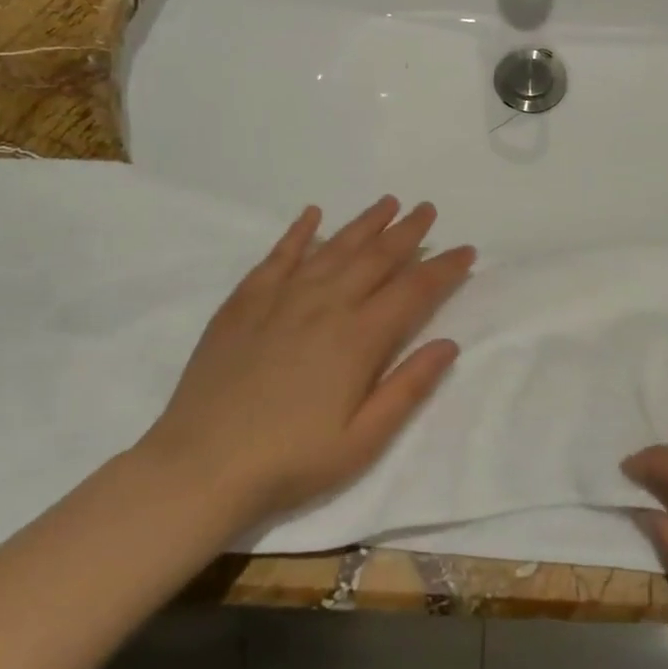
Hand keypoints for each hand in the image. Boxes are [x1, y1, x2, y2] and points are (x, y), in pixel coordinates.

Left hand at [137, 197, 474, 525]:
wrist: (202, 465)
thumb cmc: (291, 461)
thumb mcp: (364, 440)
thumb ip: (409, 387)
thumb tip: (449, 344)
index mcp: (359, 337)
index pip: (414, 290)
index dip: (444, 268)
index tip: (465, 251)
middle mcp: (326, 304)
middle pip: (376, 257)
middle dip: (407, 231)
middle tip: (428, 209)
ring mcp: (282, 298)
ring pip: (334, 247)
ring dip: (364, 223)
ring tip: (388, 203)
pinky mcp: (245, 301)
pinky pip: (279, 256)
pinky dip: (299, 232)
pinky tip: (312, 215)